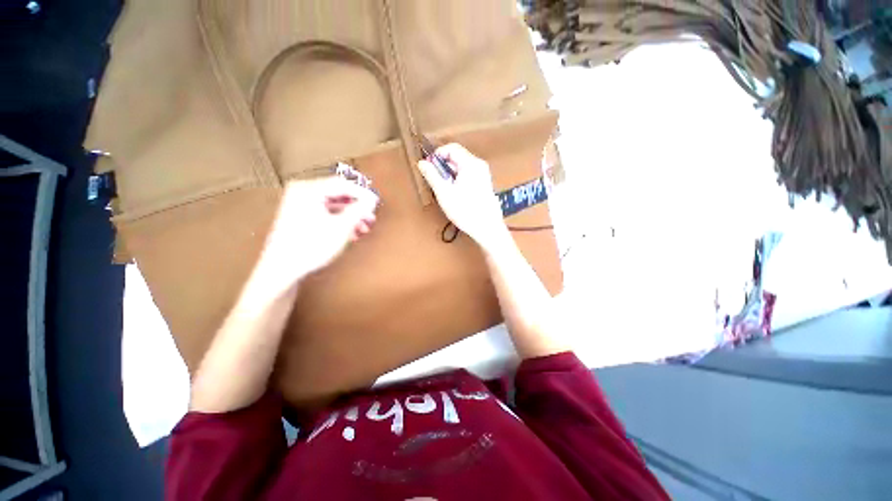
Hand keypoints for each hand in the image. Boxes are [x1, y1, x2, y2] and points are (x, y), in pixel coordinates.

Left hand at [255, 177, 378, 294]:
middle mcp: (302, 192)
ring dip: (350, 215)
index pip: (343, 184)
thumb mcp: (341, 227)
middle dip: (357, 207)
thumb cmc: (312, 245)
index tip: (377, 202)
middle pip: (337, 194)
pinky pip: (324, 213)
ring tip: (364, 228)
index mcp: (309, 189)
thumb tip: (372, 199)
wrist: (282, 269)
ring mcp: (299, 204)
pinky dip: (339, 220)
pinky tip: (351, 233)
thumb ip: (359, 210)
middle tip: (371, 217)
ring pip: (332, 205)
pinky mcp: (299, 216)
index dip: (363, 192)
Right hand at [417, 143, 507, 249]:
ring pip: (462, 167)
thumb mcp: (444, 193)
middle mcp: (479, 165)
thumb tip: (422, 163)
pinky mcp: (484, 184)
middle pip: (457, 157)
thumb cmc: (465, 211)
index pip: (451, 148)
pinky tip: (455, 194)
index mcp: (471, 164)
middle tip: (436, 181)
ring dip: (450, 174)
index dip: (437, 155)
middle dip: (443, 166)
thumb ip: (432, 176)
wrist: (487, 228)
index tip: (429, 168)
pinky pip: (468, 174)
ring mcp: (484, 174)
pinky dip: (458, 179)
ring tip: (444, 190)